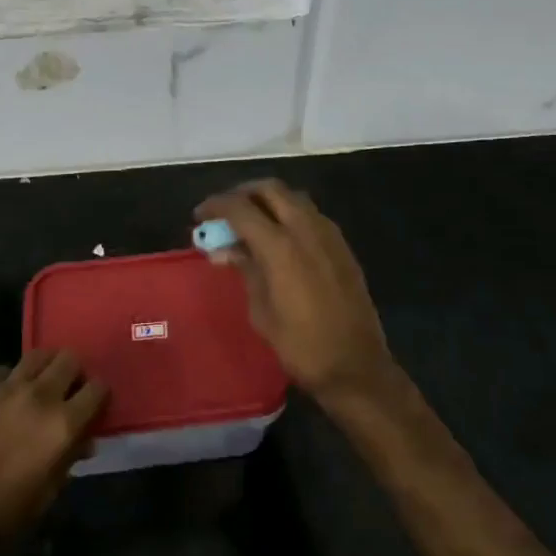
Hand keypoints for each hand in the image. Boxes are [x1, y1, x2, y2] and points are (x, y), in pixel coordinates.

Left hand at [0, 349, 108, 552]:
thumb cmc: (2, 516)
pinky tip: (3, 399)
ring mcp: (6, 388)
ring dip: (44, 368)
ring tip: (38, 387)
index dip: (99, 396)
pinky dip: (10, 380)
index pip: (98, 389)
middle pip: (69, 359)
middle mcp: (40, 396)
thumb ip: (69, 459)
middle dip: (73, 373)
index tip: (94, 406)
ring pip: (38, 355)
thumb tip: (84, 440)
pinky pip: (3, 370)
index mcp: (62, 424)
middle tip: (67, 392)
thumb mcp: (47, 495)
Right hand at [195, 180, 395, 404]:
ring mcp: (328, 234)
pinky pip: (311, 214)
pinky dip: (290, 213)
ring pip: (293, 197)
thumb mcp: (261, 310)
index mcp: (280, 246)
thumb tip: (223, 249)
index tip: (200, 214)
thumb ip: (245, 269)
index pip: (240, 208)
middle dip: (243, 193)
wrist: (356, 366)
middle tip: (225, 211)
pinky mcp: (342, 245)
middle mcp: (305, 228)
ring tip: (250, 221)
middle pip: (270, 189)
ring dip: (268, 200)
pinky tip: (280, 237)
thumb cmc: (300, 345)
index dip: (216, 205)